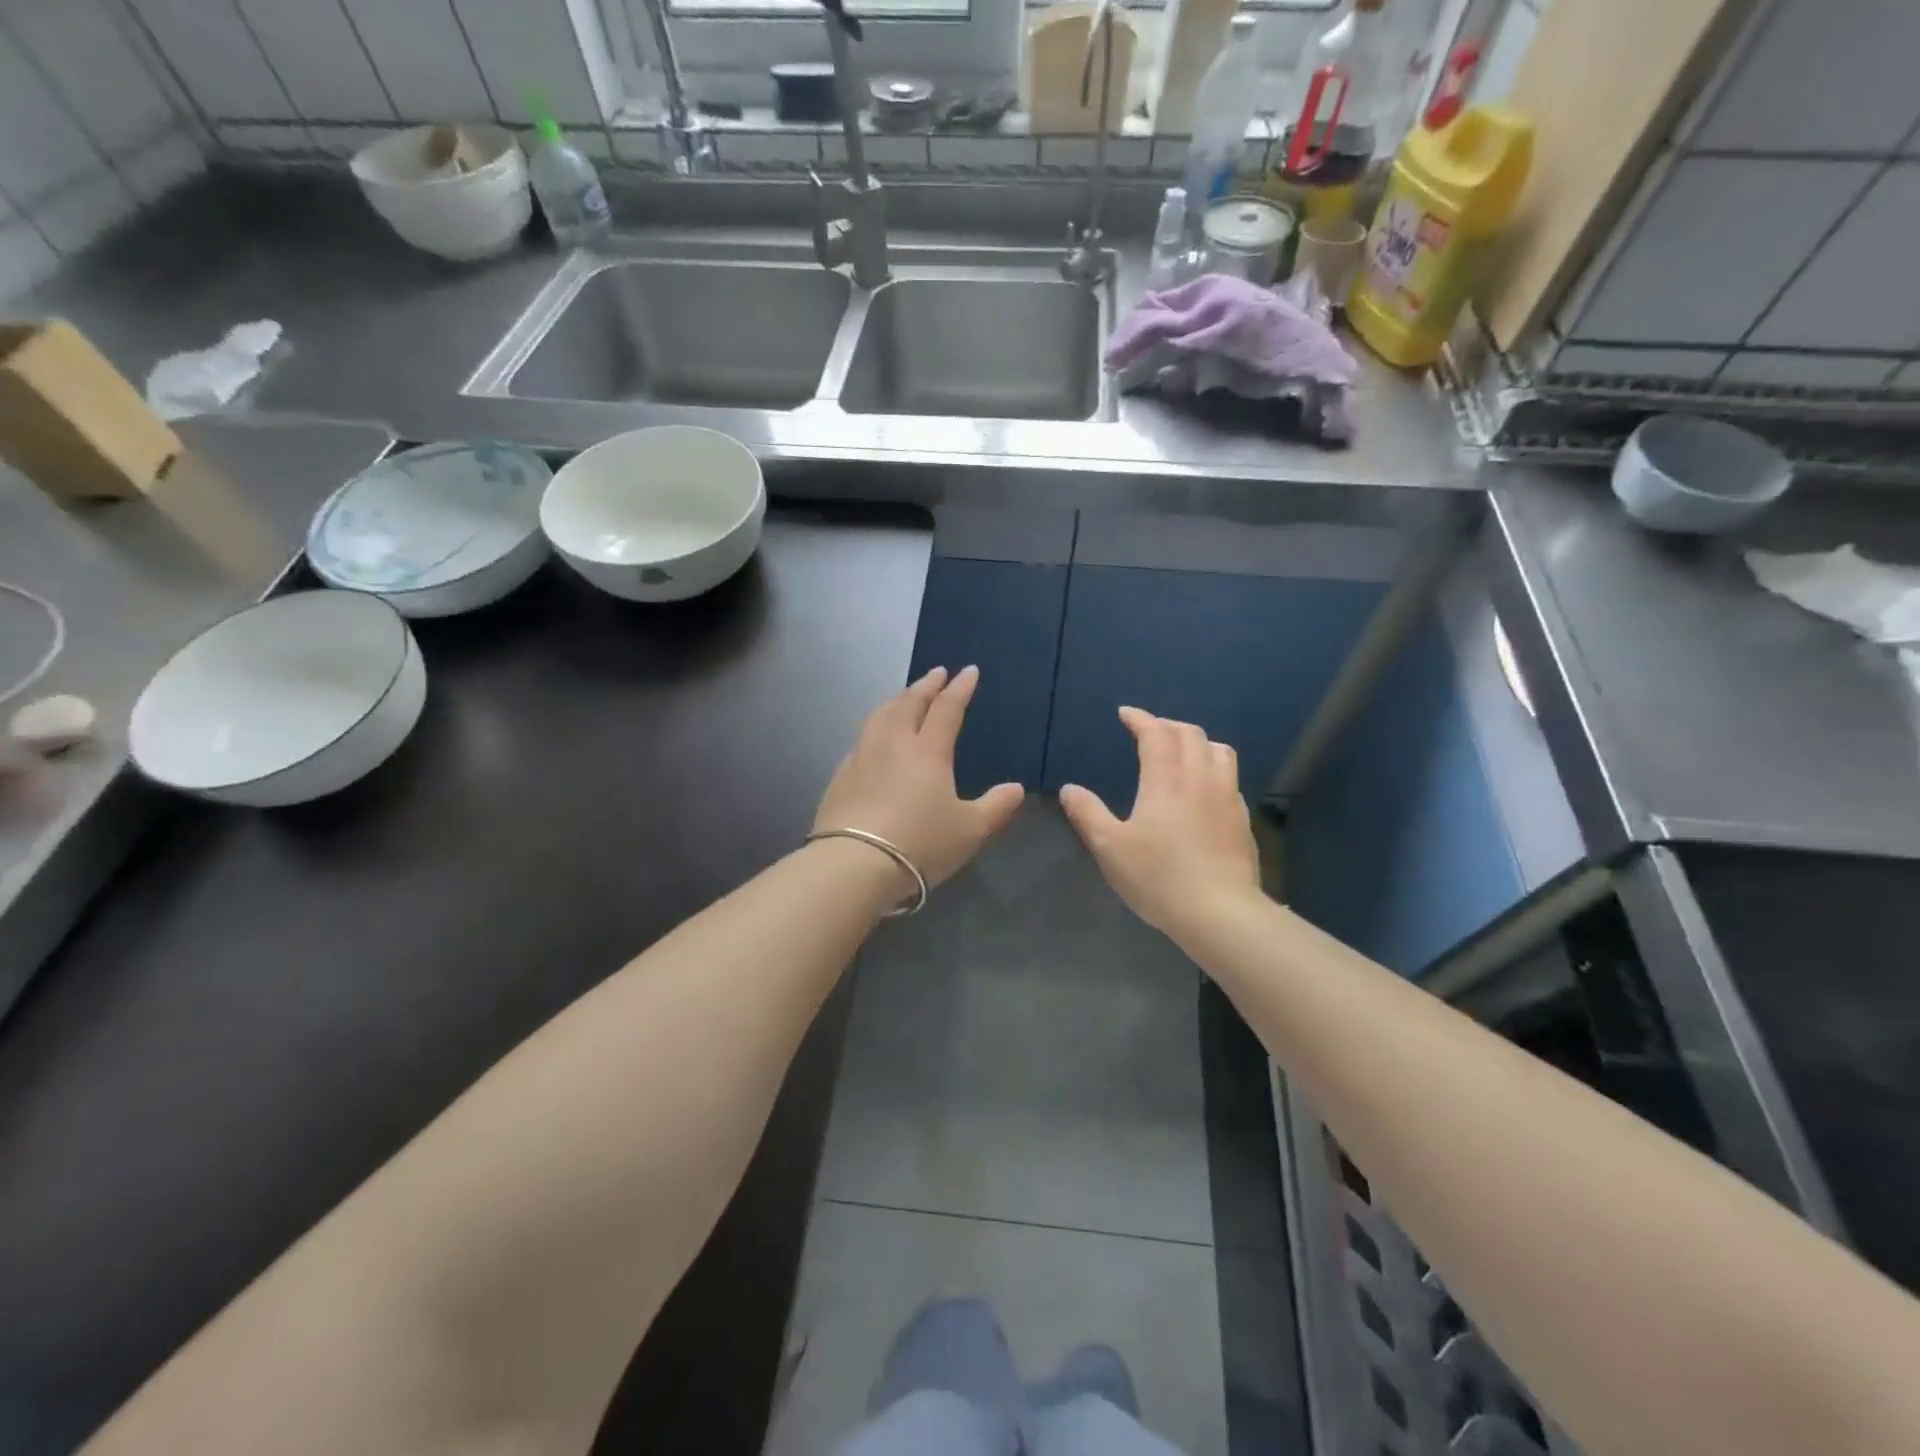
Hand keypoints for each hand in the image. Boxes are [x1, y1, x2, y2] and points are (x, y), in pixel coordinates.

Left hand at [814, 666, 1024, 891]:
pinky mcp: (840, 776)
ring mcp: (862, 757)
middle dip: (926, 685)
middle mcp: (893, 744)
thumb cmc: (920, 844)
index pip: (946, 709)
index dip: (959, 689)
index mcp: (928, 751)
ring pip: (880, 716)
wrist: (853, 864)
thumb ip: (996, 807)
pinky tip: (875, 738)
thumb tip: (1016, 789)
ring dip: (897, 700)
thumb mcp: (970, 830)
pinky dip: (875, 727)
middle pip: (909, 703)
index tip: (968, 671)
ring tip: (904, 696)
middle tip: (936, 673)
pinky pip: (861, 739)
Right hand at [1059, 707, 1261, 938]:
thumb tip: (1069, 789)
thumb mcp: (1110, 848)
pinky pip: (1230, 778)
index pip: (1156, 734)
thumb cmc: (1158, 877)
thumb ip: (1088, 814)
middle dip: (1167, 725)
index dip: (1140, 719)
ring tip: (1181, 751)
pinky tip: (1204, 789)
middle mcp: (1200, 779)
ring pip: (1218, 751)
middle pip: (1190, 734)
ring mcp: (1227, 798)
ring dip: (1197, 741)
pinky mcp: (1242, 820)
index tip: (1125, 714)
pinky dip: (1213, 768)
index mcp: (1166, 780)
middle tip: (1149, 731)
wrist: (1220, 912)